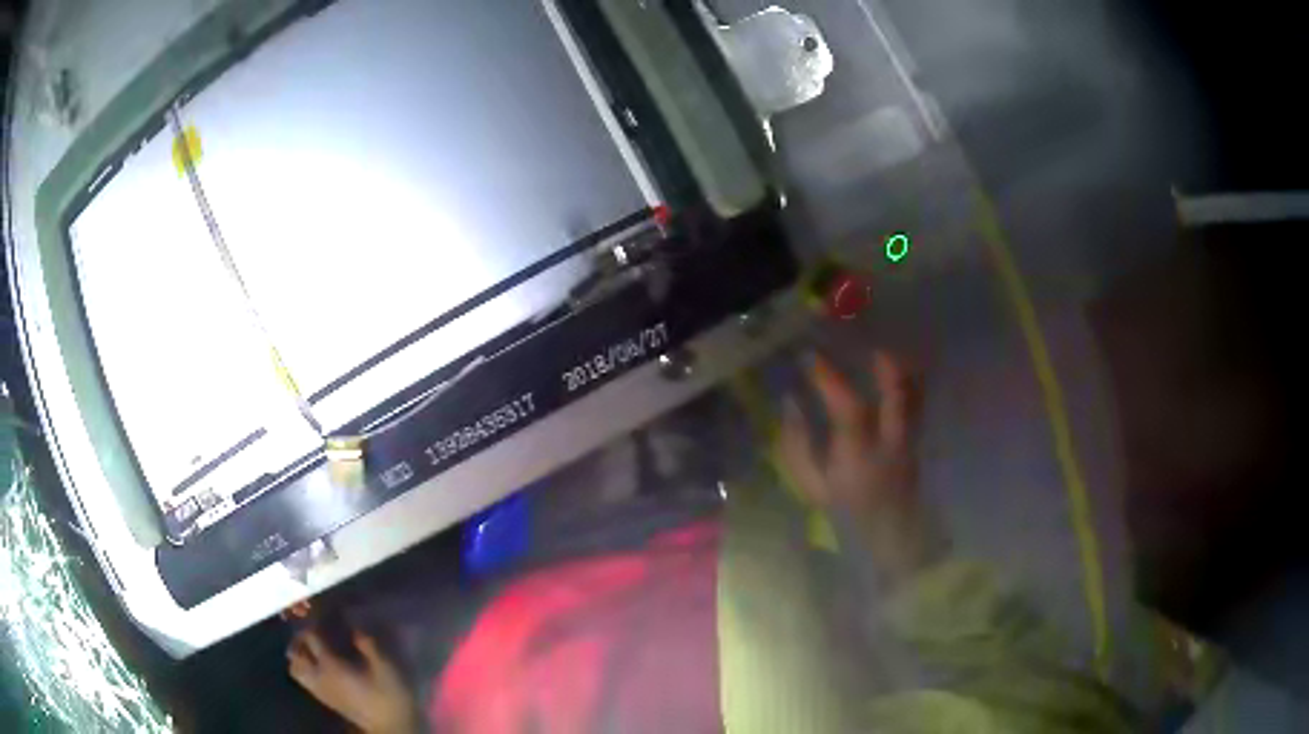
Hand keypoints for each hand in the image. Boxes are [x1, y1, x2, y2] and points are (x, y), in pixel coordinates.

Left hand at [288, 629, 417, 733]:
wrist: (392, 728)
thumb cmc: (390, 696)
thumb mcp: (386, 666)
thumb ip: (367, 642)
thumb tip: (353, 618)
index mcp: (331, 664)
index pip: (311, 635)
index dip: (314, 619)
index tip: (321, 609)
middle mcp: (318, 675)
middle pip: (295, 651)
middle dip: (300, 637)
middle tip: (313, 627)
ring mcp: (320, 689)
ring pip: (295, 667)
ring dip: (298, 654)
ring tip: (311, 646)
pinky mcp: (326, 699)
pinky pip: (304, 680)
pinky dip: (304, 668)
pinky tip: (319, 665)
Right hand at [779, 351, 934, 584]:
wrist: (887, 541)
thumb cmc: (843, 515)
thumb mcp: (810, 488)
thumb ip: (797, 446)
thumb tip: (791, 404)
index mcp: (857, 457)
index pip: (848, 409)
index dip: (830, 380)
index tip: (811, 358)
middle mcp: (889, 446)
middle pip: (897, 398)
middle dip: (885, 368)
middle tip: (868, 346)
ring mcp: (908, 445)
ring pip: (913, 399)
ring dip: (901, 373)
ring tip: (884, 354)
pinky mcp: (917, 445)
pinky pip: (916, 407)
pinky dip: (910, 387)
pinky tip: (900, 375)